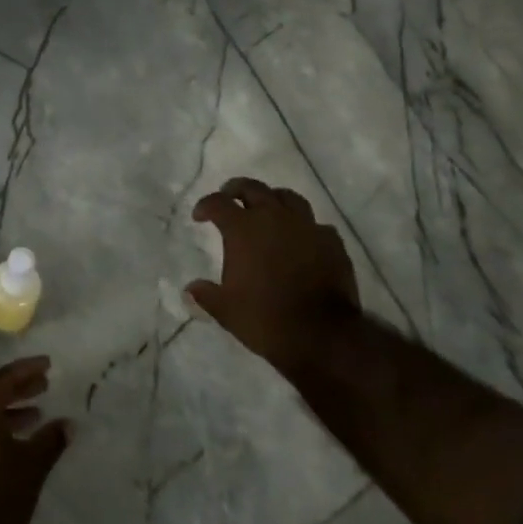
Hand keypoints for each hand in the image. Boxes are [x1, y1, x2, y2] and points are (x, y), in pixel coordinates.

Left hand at [0, 357, 70, 523]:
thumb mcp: (31, 466)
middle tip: (44, 386)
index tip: (48, 364)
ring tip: (36, 417)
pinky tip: (16, 448)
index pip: (4, 379)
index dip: (27, 369)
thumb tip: (69, 423)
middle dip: (20, 390)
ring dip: (10, 414)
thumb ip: (50, 441)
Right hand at [187, 176, 362, 378]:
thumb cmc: (266, 319)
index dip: (205, 206)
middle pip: (253, 188)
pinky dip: (304, 227)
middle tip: (229, 196)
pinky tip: (301, 239)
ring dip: (273, 199)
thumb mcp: (226, 311)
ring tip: (268, 209)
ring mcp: (306, 227)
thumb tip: (190, 290)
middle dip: (237, 190)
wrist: (322, 335)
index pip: (218, 203)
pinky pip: (316, 224)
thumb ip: (206, 295)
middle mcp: (274, 218)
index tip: (199, 216)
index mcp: (243, 229)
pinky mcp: (332, 242)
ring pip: (288, 198)